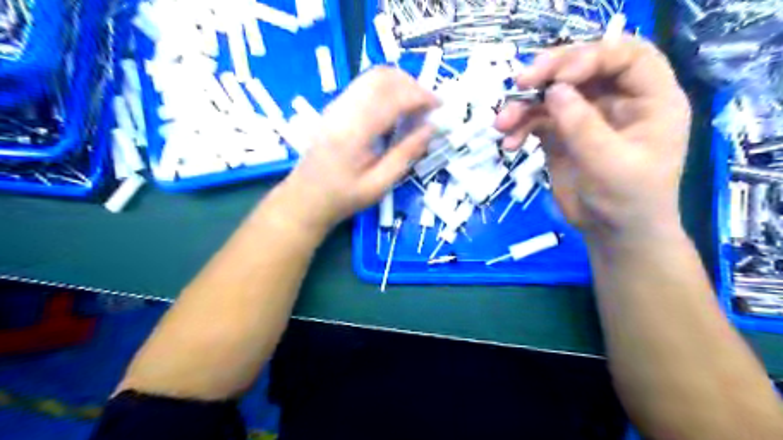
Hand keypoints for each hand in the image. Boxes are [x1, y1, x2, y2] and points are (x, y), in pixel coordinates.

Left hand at [276, 67, 437, 233]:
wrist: (305, 199)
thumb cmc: (343, 198)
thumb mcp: (379, 185)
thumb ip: (406, 154)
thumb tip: (431, 128)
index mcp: (355, 132)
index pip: (393, 98)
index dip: (421, 96)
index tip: (440, 106)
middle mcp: (343, 110)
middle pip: (382, 77)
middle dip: (411, 84)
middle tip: (428, 106)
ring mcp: (336, 106)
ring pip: (372, 77)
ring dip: (399, 84)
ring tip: (415, 107)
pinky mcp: (334, 108)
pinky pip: (364, 86)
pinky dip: (385, 90)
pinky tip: (394, 111)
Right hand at [495, 36, 689, 241]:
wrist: (611, 233)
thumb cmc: (627, 201)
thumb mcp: (610, 164)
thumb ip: (583, 126)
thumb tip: (554, 90)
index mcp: (649, 99)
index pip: (626, 56)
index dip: (591, 57)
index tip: (557, 79)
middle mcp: (617, 100)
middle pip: (583, 67)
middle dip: (549, 72)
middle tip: (519, 82)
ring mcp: (586, 116)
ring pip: (553, 94)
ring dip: (524, 105)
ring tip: (501, 124)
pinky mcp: (562, 134)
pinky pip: (538, 119)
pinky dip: (520, 128)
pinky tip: (509, 144)